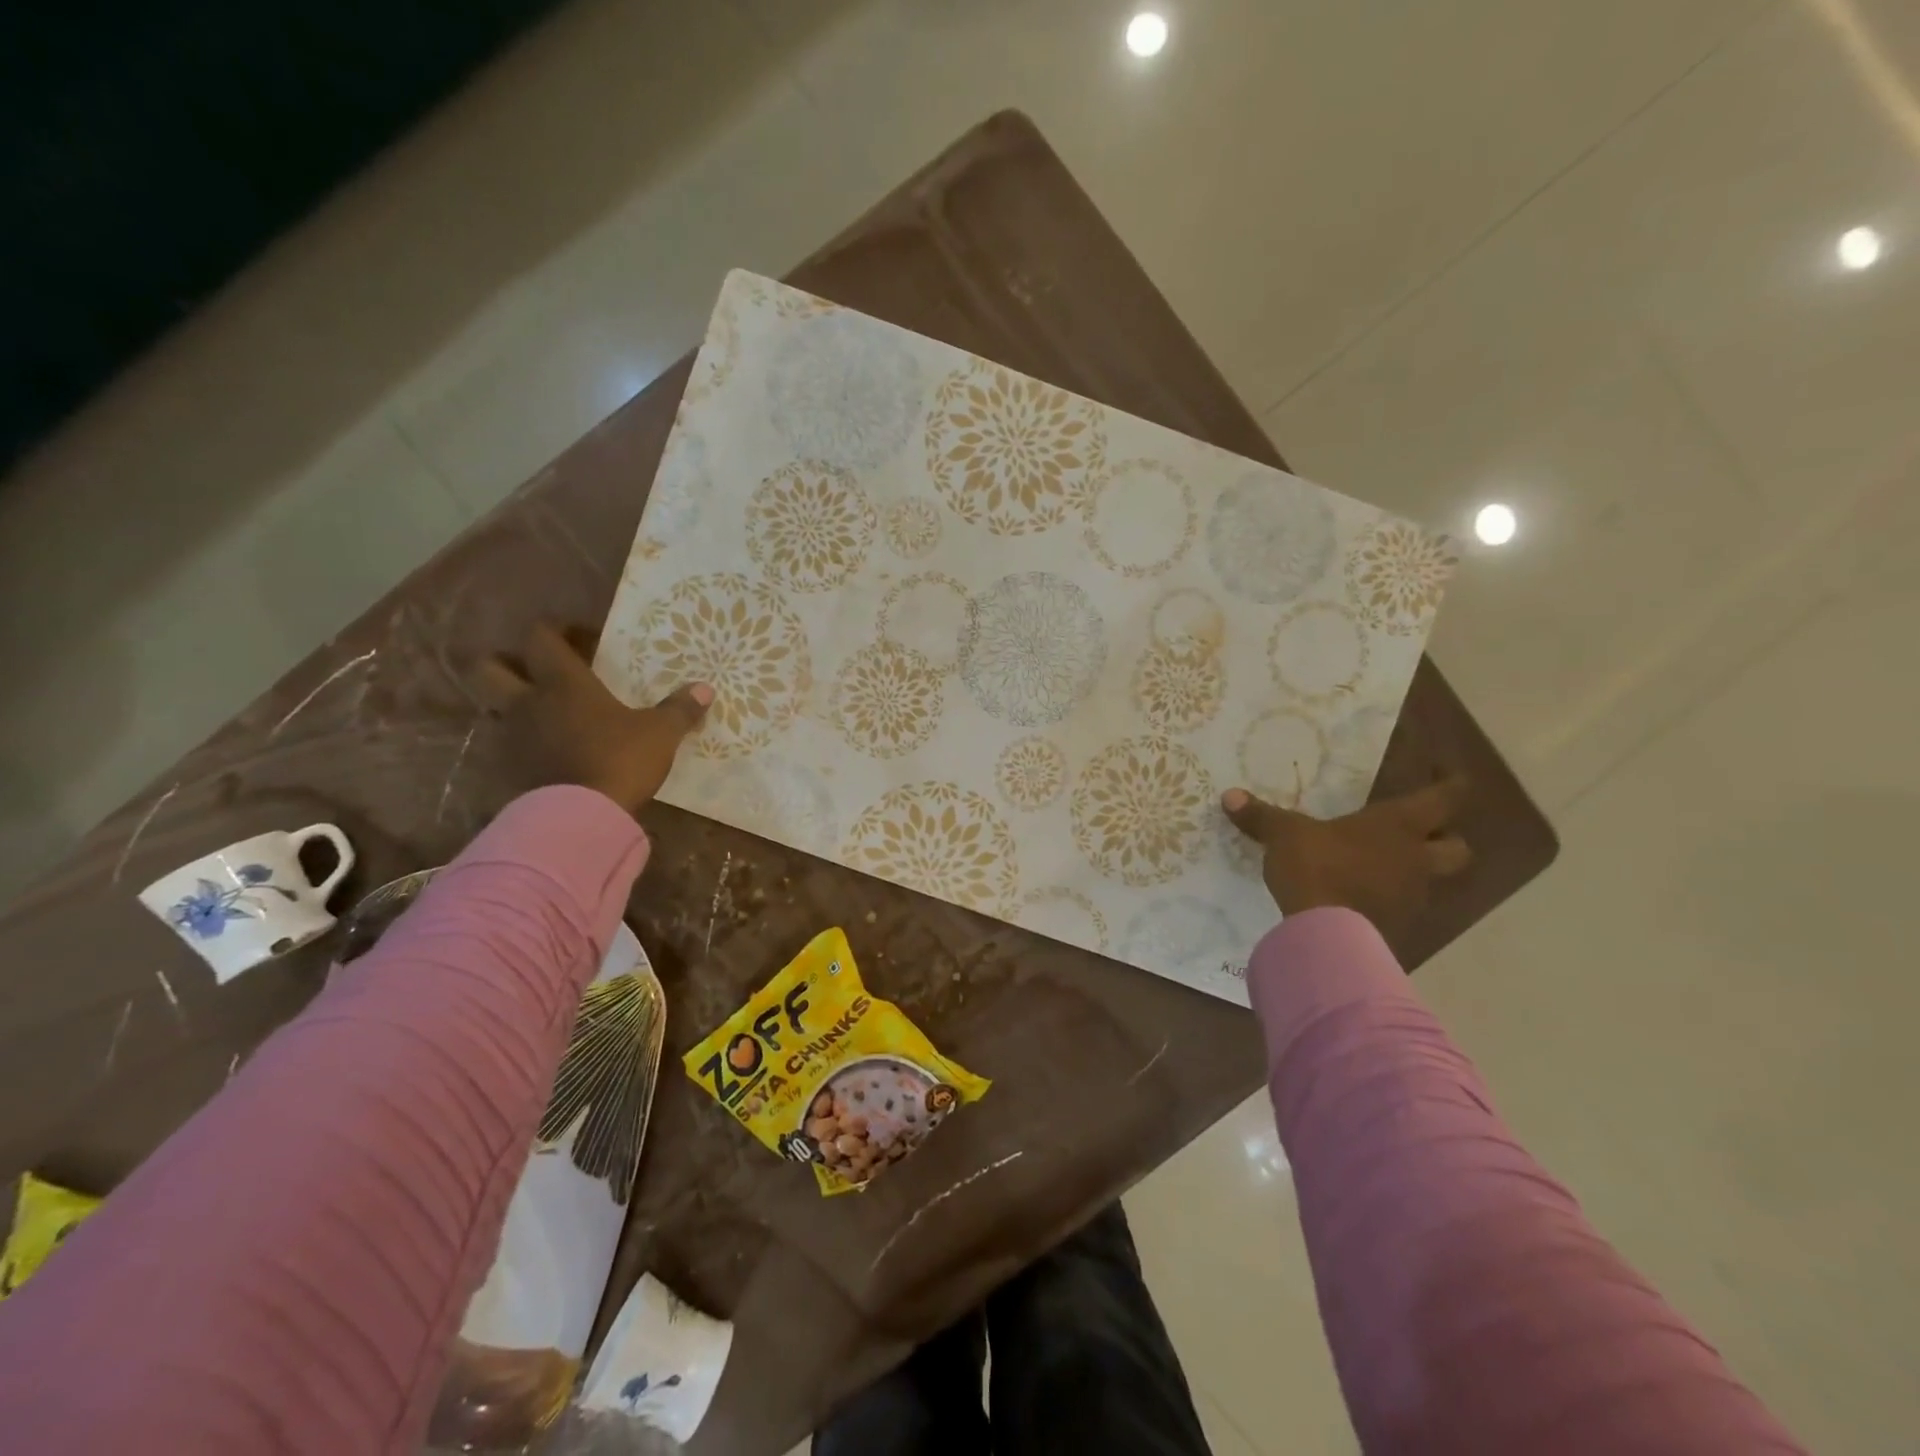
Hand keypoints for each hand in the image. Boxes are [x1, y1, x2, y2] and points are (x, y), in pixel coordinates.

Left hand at [475, 622, 710, 816]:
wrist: (582, 817)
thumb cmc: (620, 760)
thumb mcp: (661, 733)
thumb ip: (680, 709)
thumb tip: (705, 689)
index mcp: (562, 683)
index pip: (540, 638)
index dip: (556, 630)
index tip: (583, 638)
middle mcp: (527, 702)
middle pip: (489, 668)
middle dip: (509, 663)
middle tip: (543, 672)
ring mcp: (513, 738)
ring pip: (494, 708)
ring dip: (515, 705)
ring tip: (550, 715)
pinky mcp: (510, 771)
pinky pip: (508, 745)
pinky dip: (524, 742)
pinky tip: (552, 751)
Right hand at [1221, 777, 1471, 935]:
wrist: (1326, 935)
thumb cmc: (1317, 867)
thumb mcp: (1284, 835)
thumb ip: (1262, 817)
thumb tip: (1230, 796)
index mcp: (1398, 826)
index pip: (1445, 799)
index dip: (1451, 785)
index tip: (1449, 775)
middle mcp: (1416, 860)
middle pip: (1458, 848)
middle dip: (1447, 838)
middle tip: (1422, 833)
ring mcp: (1412, 898)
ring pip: (1432, 881)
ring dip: (1414, 872)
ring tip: (1381, 868)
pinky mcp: (1398, 929)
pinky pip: (1403, 909)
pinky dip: (1389, 902)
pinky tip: (1362, 899)